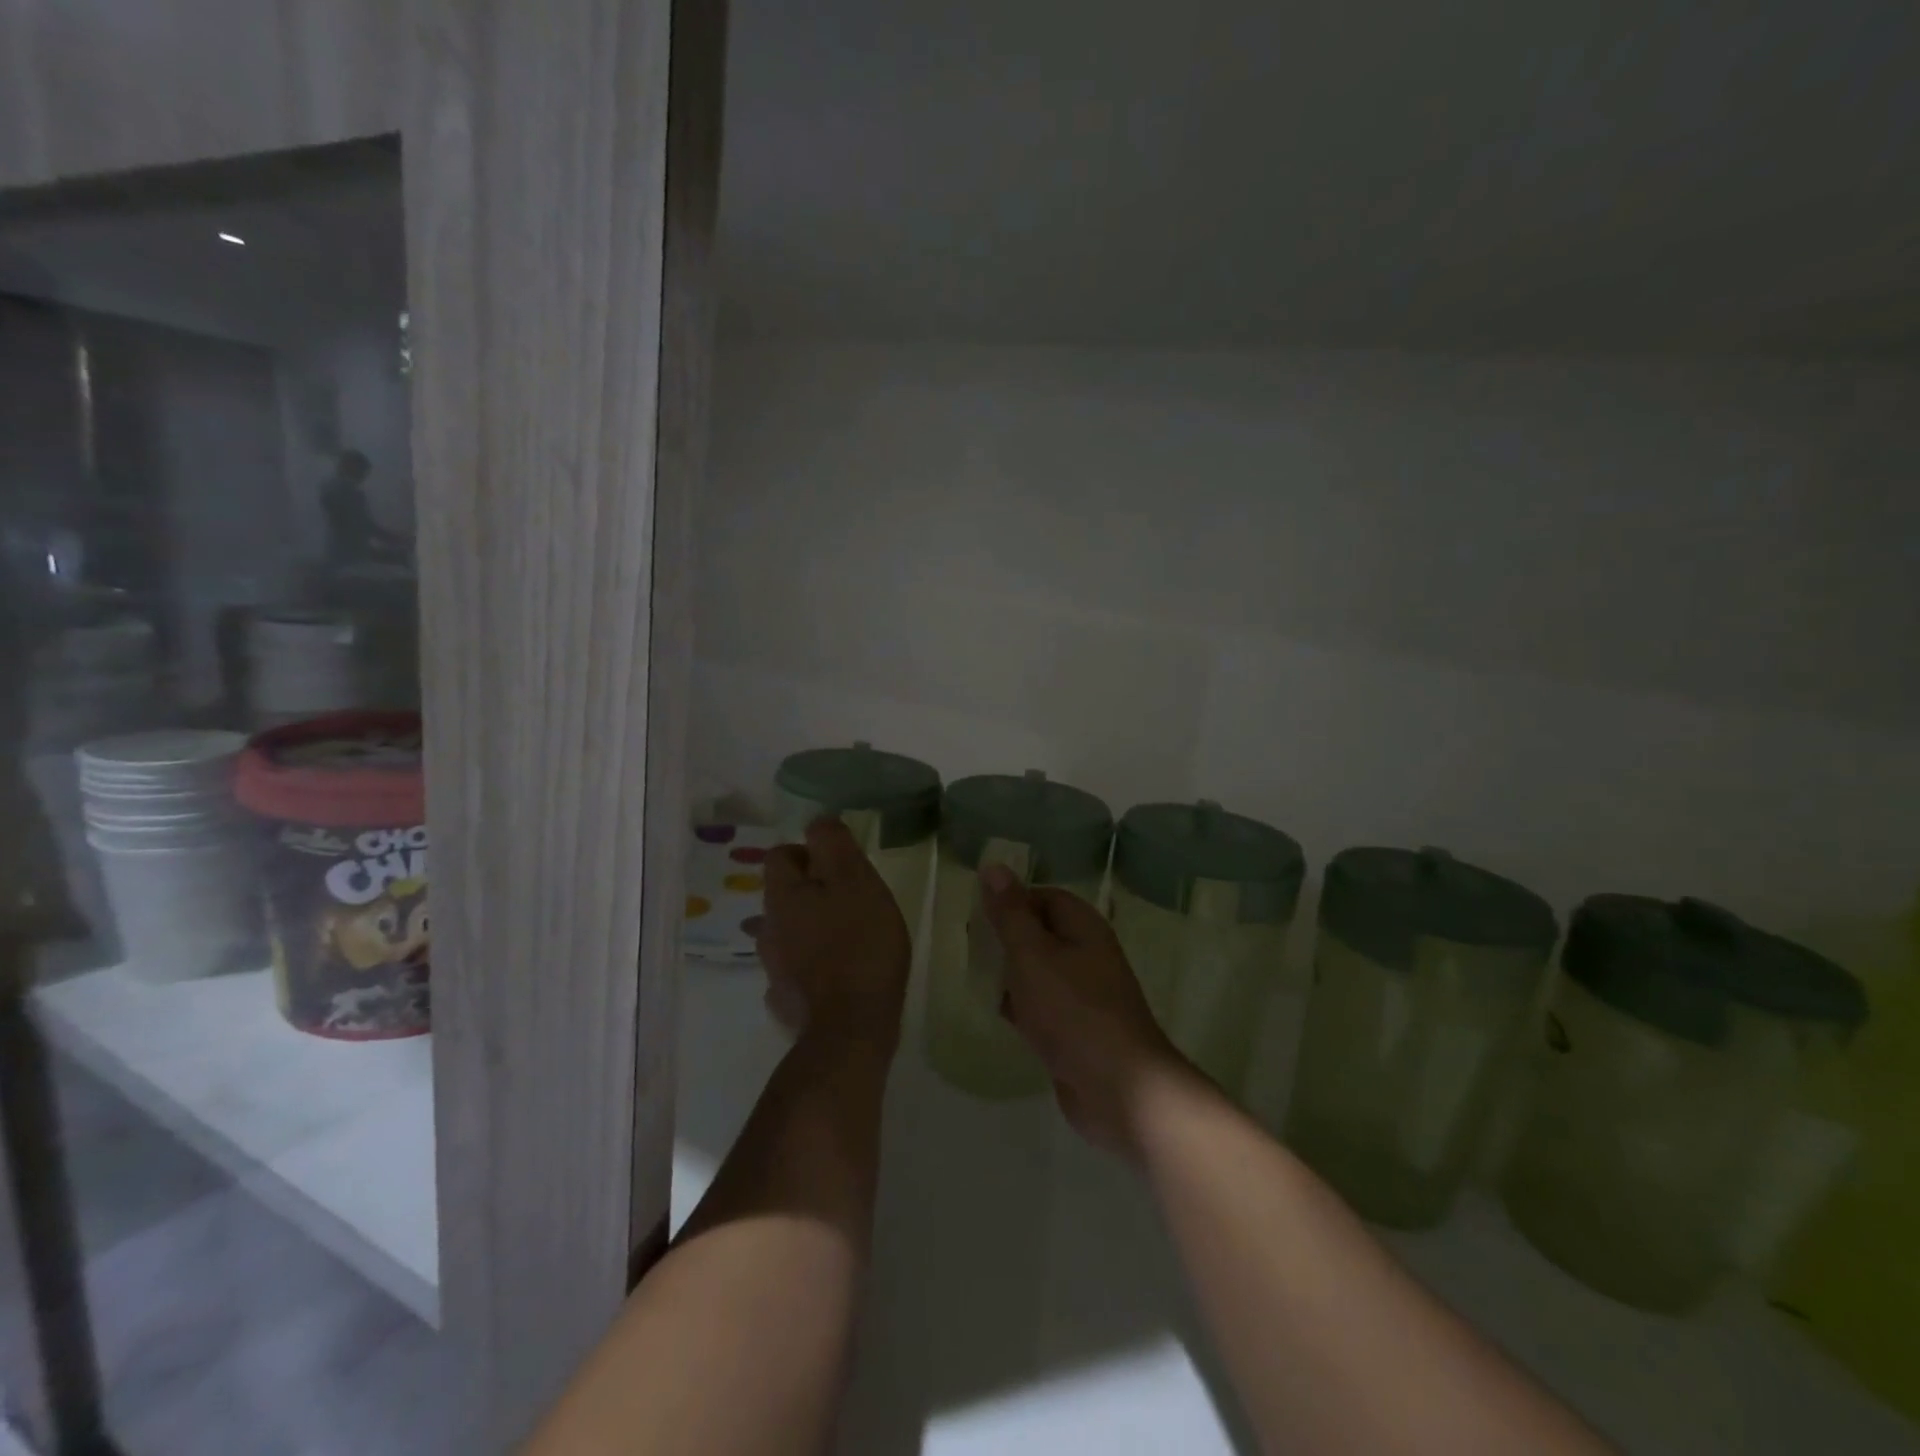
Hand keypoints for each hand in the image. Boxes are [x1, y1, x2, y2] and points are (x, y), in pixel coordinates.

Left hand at [755, 818, 910, 1052]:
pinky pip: (793, 969)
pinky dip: (809, 964)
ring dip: (808, 927)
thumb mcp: (857, 882)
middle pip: (782, 894)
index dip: (809, 853)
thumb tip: (818, 822)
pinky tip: (832, 973)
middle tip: (850, 899)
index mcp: (783, 895)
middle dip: (811, 891)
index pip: (780, 855)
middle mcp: (768, 927)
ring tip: (842, 935)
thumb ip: (835, 845)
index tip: (842, 867)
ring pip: (785, 932)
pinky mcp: (785, 999)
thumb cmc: (860, 944)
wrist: (851, 1028)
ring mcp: (774, 967)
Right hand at [979, 865, 1194, 1158]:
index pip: (1044, 896)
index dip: (1011, 899)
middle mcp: (1087, 955)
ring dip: (1009, 971)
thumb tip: (994, 865)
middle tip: (967, 944)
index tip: (975, 912)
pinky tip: (994, 1011)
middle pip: (1041, 933)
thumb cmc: (1073, 1011)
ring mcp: (1083, 995)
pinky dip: (1019, 1004)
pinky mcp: (1075, 1030)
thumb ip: (1010, 913)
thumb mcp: (1033, 955)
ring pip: (1039, 971)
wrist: (1119, 1089)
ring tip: (972, 973)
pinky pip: (1042, 1006)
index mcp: (1084, 928)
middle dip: (1006, 937)